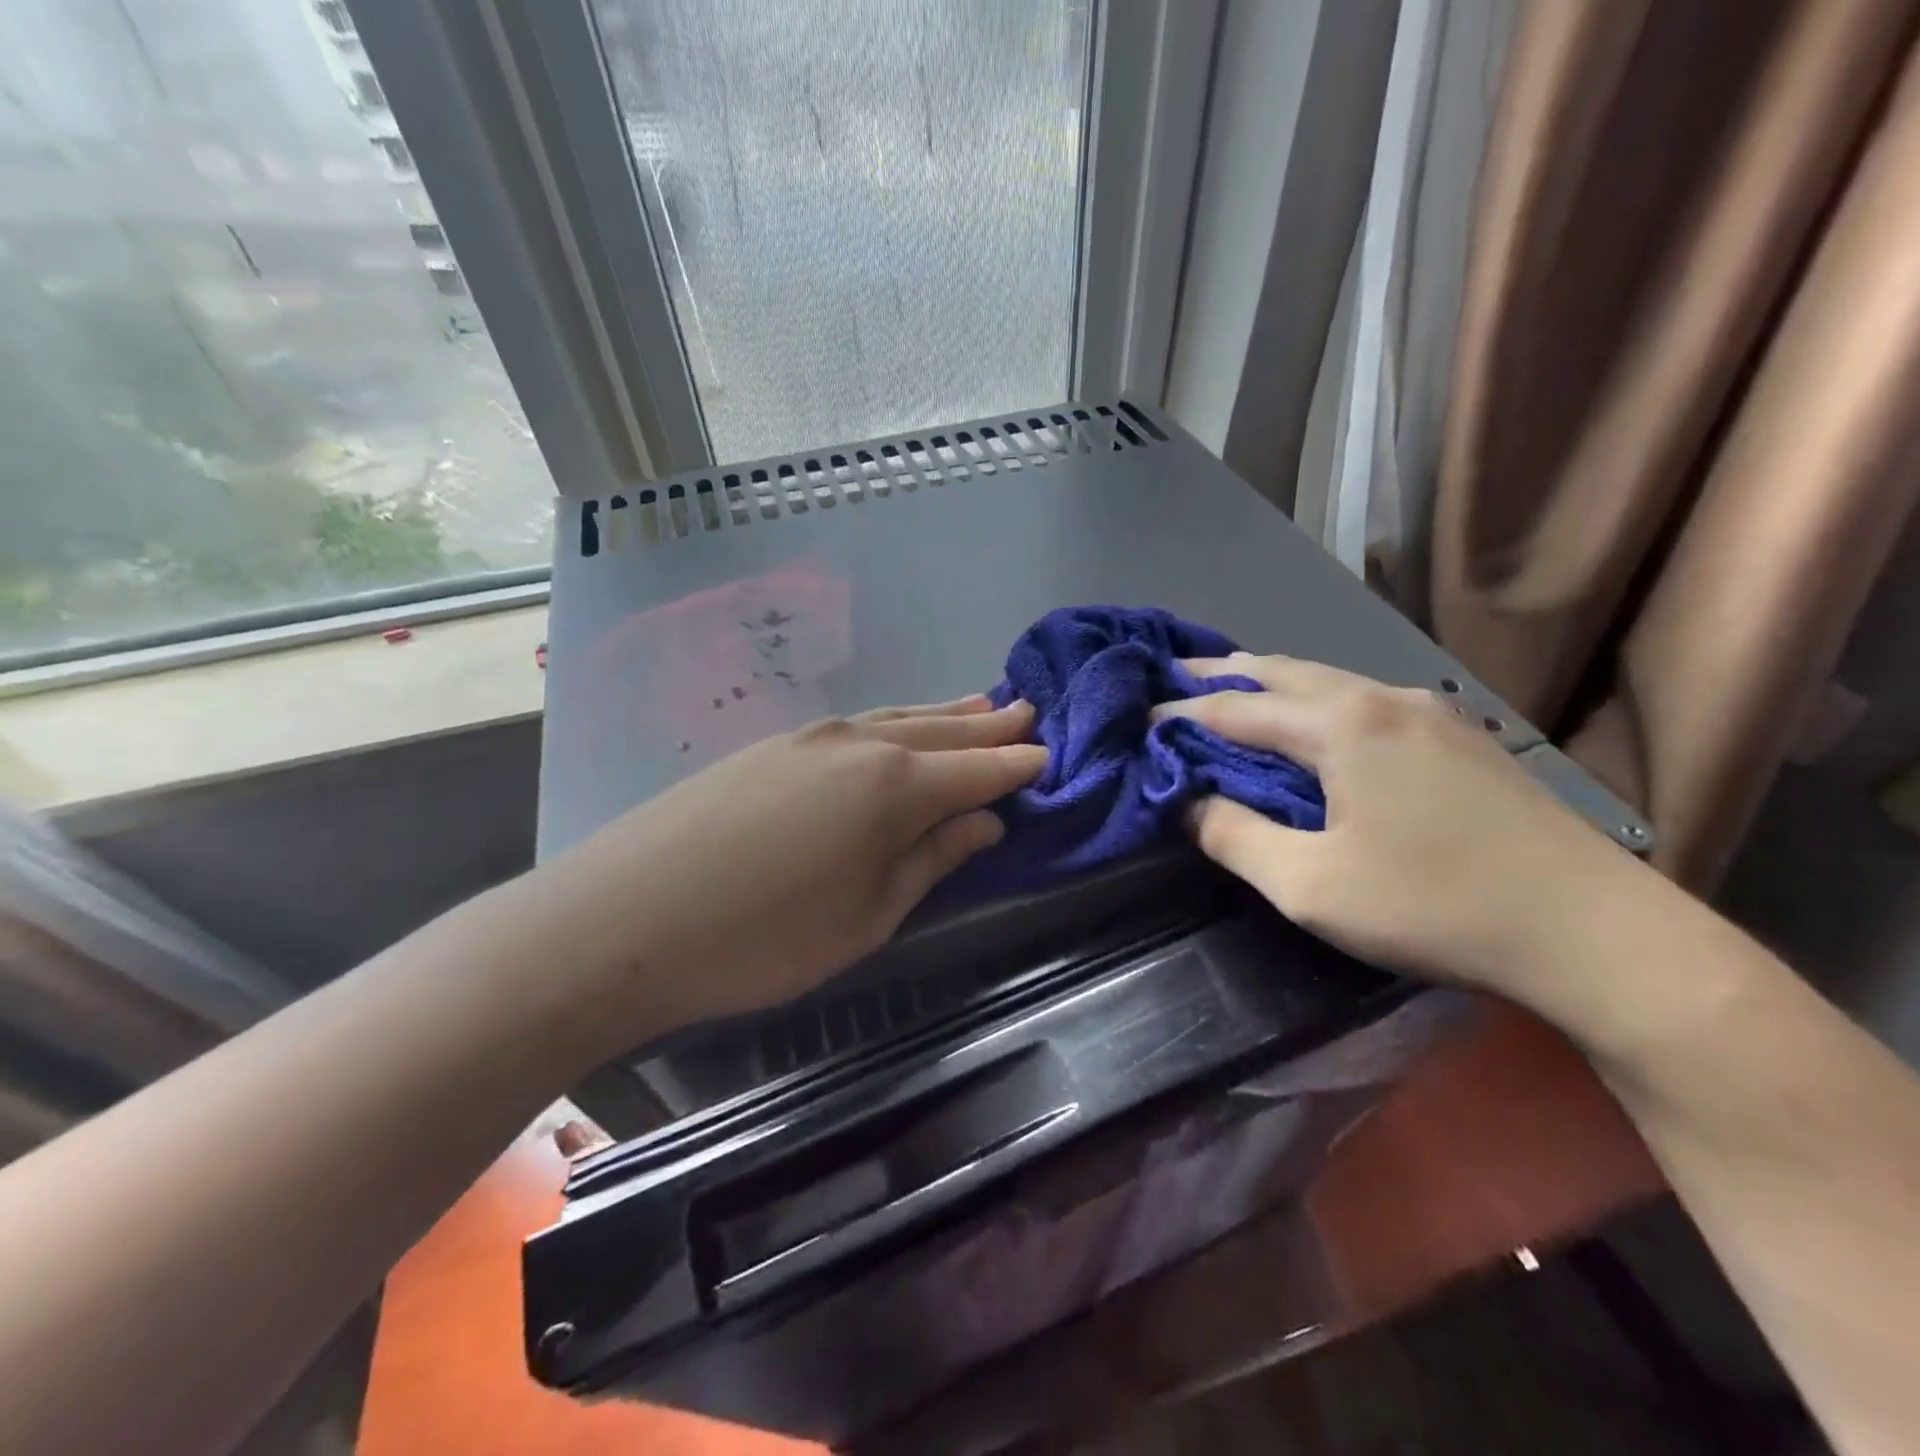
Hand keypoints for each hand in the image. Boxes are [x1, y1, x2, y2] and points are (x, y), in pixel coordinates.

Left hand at [528, 697, 1045, 1043]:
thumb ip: (931, 860)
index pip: (975, 772)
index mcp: (894, 787)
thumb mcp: (868, 915)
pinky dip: (892, 724)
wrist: (625, 919)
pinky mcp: (769, 746)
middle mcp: (859, 744)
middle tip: (1025, 713)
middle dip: (986, 727)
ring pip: (895, 719)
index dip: (1015, 766)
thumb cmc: (765, 937)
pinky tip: (895, 729)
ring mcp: (809, 738)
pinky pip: (855, 725)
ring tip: (976, 706)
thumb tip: (983, 823)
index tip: (1047, 756)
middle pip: (939, 732)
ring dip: (940, 715)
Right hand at [1155, 656, 1662, 1003]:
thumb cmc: (1435, 906)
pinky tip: (1314, 725)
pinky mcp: (1461, 738)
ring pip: (1328, 681)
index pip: (1235, 710)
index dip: (1179, 714)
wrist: (1597, 933)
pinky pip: (1364, 701)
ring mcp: (1431, 712)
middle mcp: (1383, 698)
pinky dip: (1316, 702)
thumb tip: (1187, 803)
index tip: (1136, 721)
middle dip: (1223, 676)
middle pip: (1283, 673)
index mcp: (1342, 724)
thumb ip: (1234, 836)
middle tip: (1174, 677)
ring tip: (1233, 693)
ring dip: (1272, 686)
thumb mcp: (1309, 885)